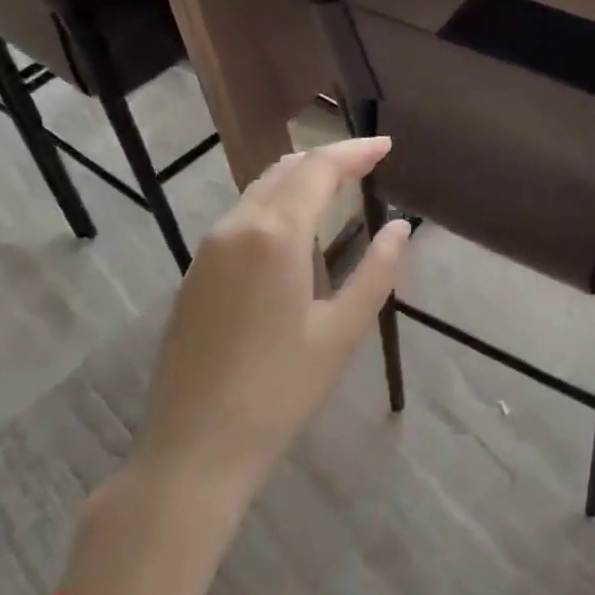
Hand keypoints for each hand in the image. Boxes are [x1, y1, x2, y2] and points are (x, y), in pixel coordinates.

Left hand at [133, 137, 410, 496]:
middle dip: (328, 157)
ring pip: (258, 190)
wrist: (193, 449)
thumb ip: (376, 272)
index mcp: (275, 236)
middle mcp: (236, 228)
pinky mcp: (194, 273)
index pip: (319, 169)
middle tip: (367, 160)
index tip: (385, 145)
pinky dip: (275, 202)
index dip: (355, 151)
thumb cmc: (280, 391)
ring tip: (337, 185)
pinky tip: (294, 226)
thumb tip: (401, 229)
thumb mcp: (342, 332)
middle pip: (285, 169)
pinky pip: (240, 216)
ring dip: (299, 178)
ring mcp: (207, 250)